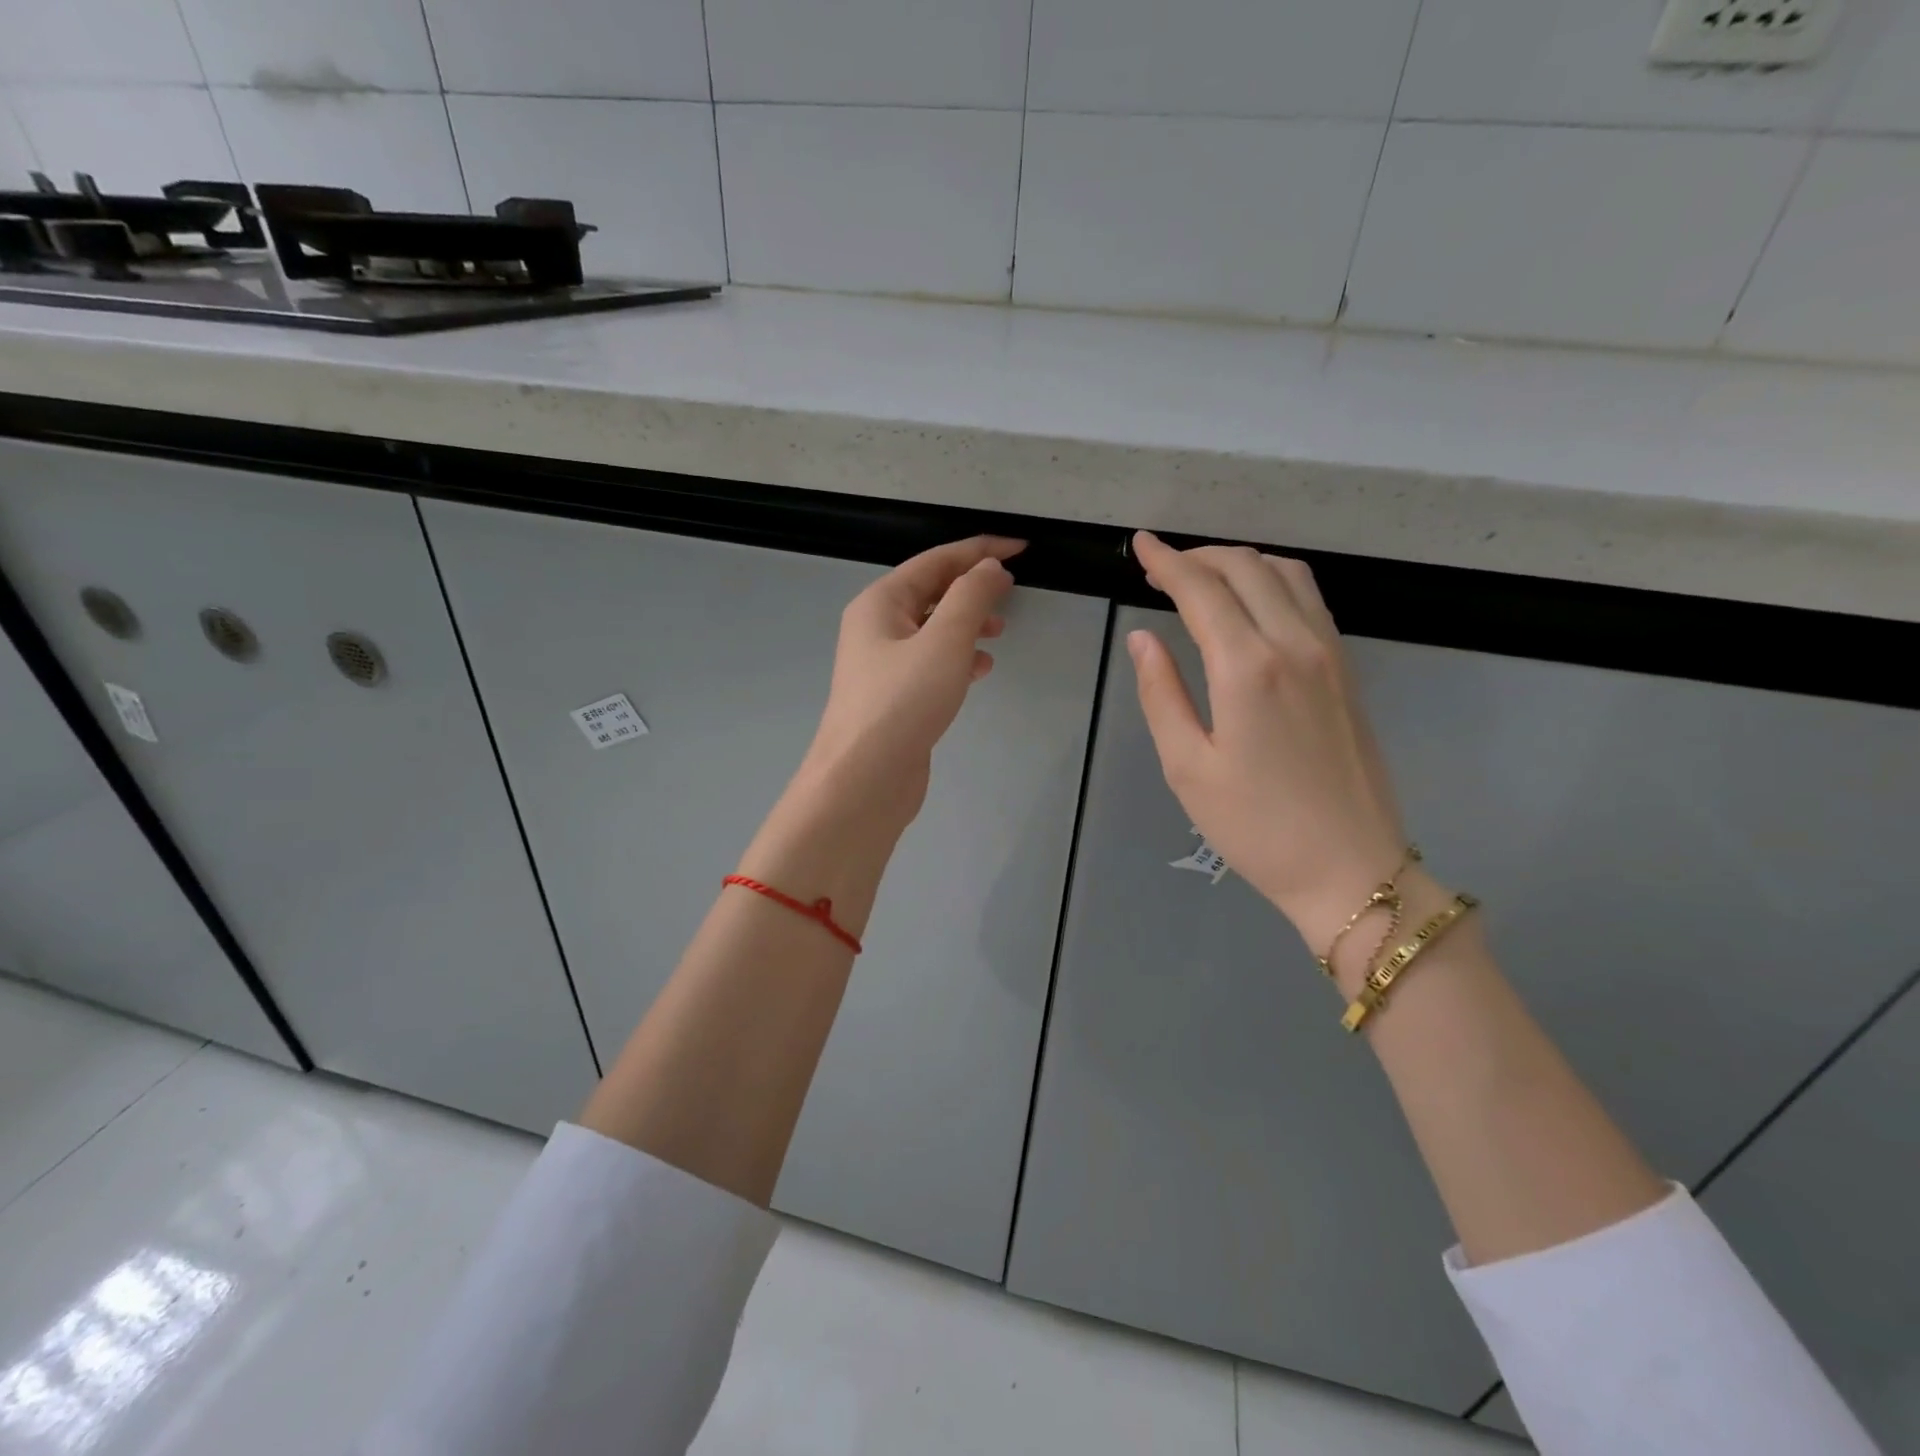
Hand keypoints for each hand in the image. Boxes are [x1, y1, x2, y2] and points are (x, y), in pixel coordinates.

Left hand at [795, 535, 1023, 830]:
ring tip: (999, 633)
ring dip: (967, 624)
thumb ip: (971, 597)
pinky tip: (980, 669)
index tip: (1021, 548)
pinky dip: (958, 658)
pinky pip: (931, 662)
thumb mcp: (944, 640)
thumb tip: (989, 568)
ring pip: (932, 629)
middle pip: (931, 592)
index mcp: (880, 603)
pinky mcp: (895, 697)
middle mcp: (876, 627)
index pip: (935, 561)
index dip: (980, 551)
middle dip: (972, 588)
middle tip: (1011, 593)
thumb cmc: (903, 702)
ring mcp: (883, 665)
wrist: (864, 779)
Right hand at [1126, 531, 1407, 949]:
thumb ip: (1161, 694)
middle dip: (1198, 556)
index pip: (1201, 589)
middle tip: (1160, 567)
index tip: (1140, 544)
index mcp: (1247, 667)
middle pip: (1245, 567)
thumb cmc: (1256, 827)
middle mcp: (1294, 644)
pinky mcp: (1347, 669)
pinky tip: (1251, 602)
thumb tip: (1143, 639)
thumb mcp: (1187, 767)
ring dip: (1238, 562)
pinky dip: (1272, 580)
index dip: (1166, 561)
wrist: (1351, 869)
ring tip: (1202, 578)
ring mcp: (1329, 653)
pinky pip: (1309, 598)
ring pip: (1284, 573)